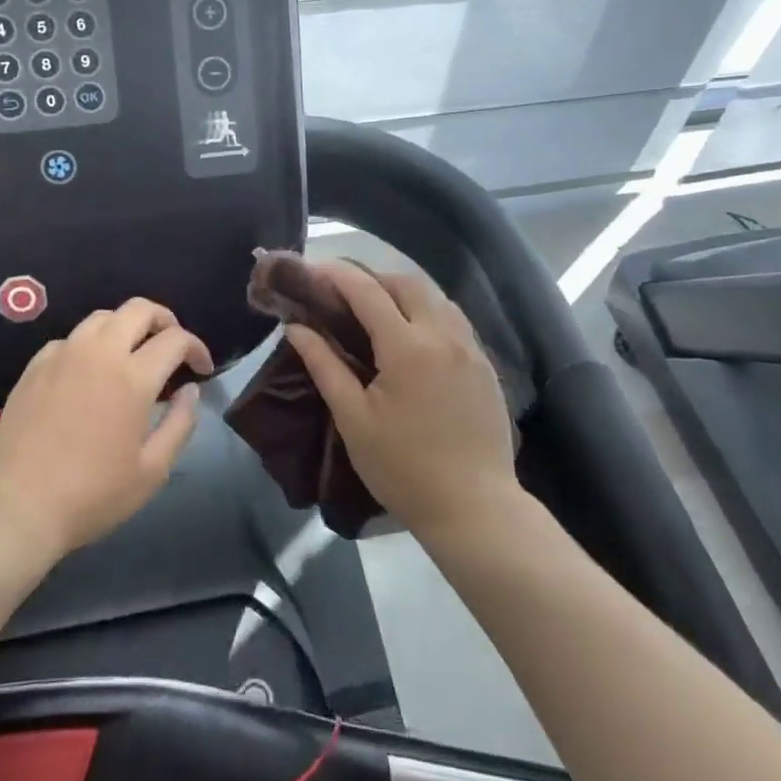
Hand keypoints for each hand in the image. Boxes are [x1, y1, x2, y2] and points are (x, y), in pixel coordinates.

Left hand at [0, 298, 212, 557]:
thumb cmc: (93, 494)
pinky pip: (71, 339)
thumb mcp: (153, 470)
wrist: (19, 507)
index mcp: (132, 377)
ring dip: (126, 326)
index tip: (201, 369)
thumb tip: (190, 390)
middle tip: (172, 346)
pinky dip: (91, 345)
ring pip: (102, 317)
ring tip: (133, 353)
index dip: (196, 348)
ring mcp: (63, 355)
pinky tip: (90, 372)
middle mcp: (99, 353)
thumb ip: (180, 423)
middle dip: (164, 320)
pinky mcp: (35, 366)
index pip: (175, 339)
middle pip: (139, 309)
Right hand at [285, 261, 518, 540]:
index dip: (336, 275)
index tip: (312, 271)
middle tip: (342, 294)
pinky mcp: (485, 364)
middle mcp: (443, 334)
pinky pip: (453, 318)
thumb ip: (324, 366)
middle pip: (405, 282)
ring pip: (435, 296)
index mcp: (407, 347)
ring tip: (375, 311)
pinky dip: (427, 310)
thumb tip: (296, 328)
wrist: (475, 508)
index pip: (367, 291)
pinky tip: (412, 334)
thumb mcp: (354, 420)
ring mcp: (470, 347)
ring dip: (402, 292)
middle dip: (371, 278)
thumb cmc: (404, 468)